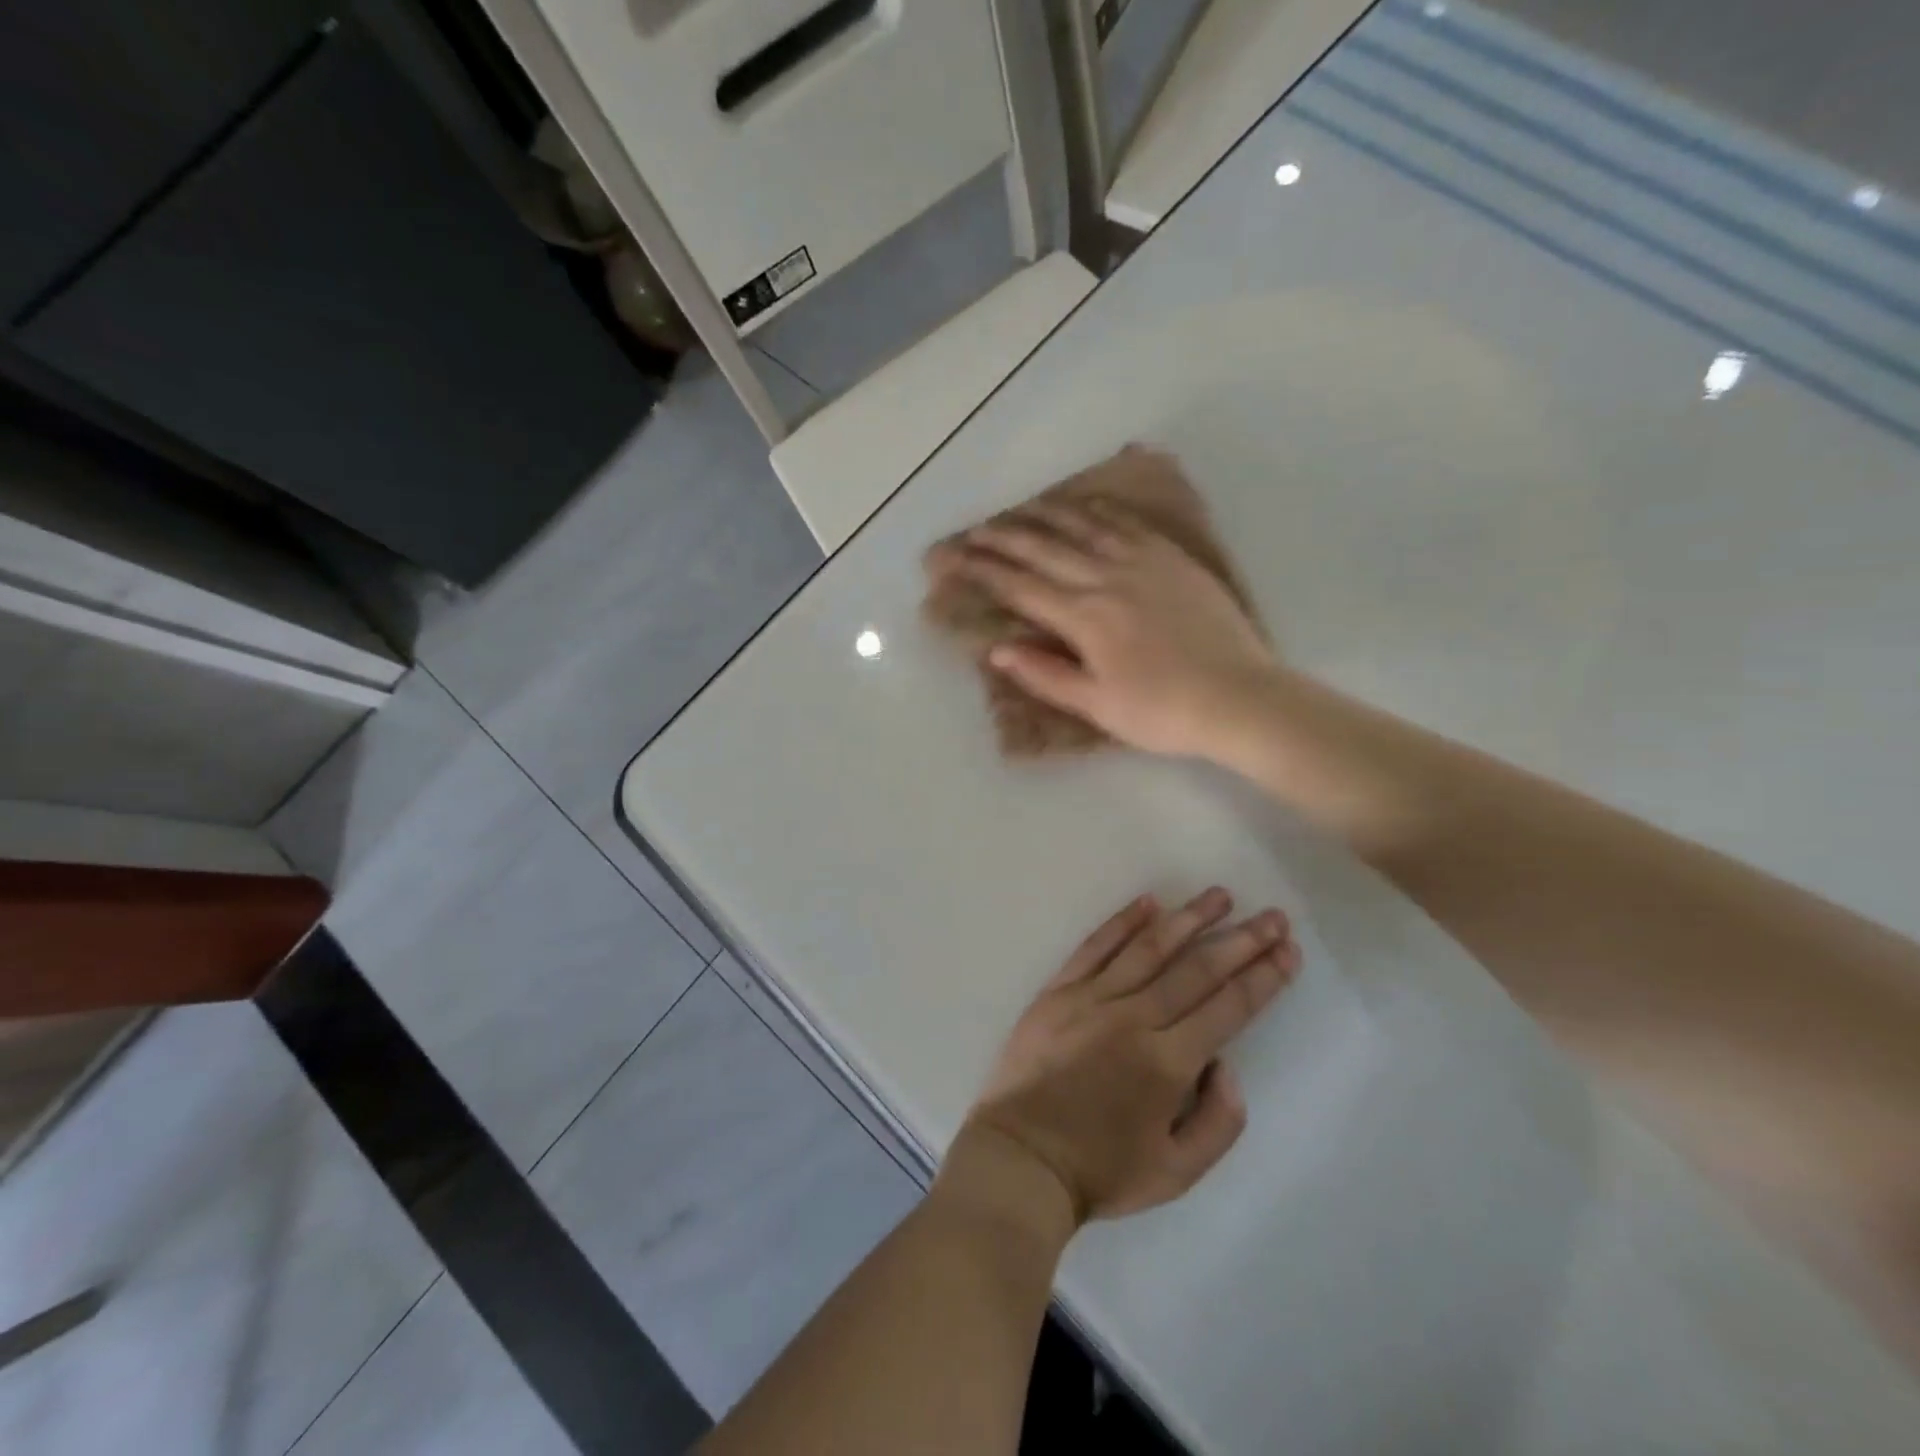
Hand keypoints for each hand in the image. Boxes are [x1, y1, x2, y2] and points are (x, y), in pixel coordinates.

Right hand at [943, 501, 1276, 758]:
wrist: (1239, 697)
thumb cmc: (1162, 712)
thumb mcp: (1097, 705)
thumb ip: (1046, 674)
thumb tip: (998, 650)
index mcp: (1084, 618)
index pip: (1021, 588)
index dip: (984, 572)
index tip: (957, 560)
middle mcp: (1106, 579)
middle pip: (1044, 550)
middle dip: (1004, 538)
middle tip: (975, 529)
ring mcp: (1143, 563)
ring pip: (1083, 528)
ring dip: (1046, 516)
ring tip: (1020, 509)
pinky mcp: (1173, 559)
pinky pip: (1127, 524)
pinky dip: (1099, 512)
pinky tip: (1085, 507)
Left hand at [949, 890, 1299, 1230]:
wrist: (1021, 1158)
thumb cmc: (1101, 1170)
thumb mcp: (1177, 1173)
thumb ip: (1218, 1121)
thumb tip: (1226, 1065)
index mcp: (1168, 1063)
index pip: (1229, 1007)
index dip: (1264, 977)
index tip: (1288, 950)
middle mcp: (1135, 1019)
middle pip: (1198, 969)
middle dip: (1241, 940)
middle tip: (1272, 916)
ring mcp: (1092, 998)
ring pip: (1150, 947)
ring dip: (1189, 918)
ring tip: (1219, 895)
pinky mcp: (1059, 990)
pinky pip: (1095, 946)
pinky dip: (1122, 922)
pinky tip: (1148, 902)